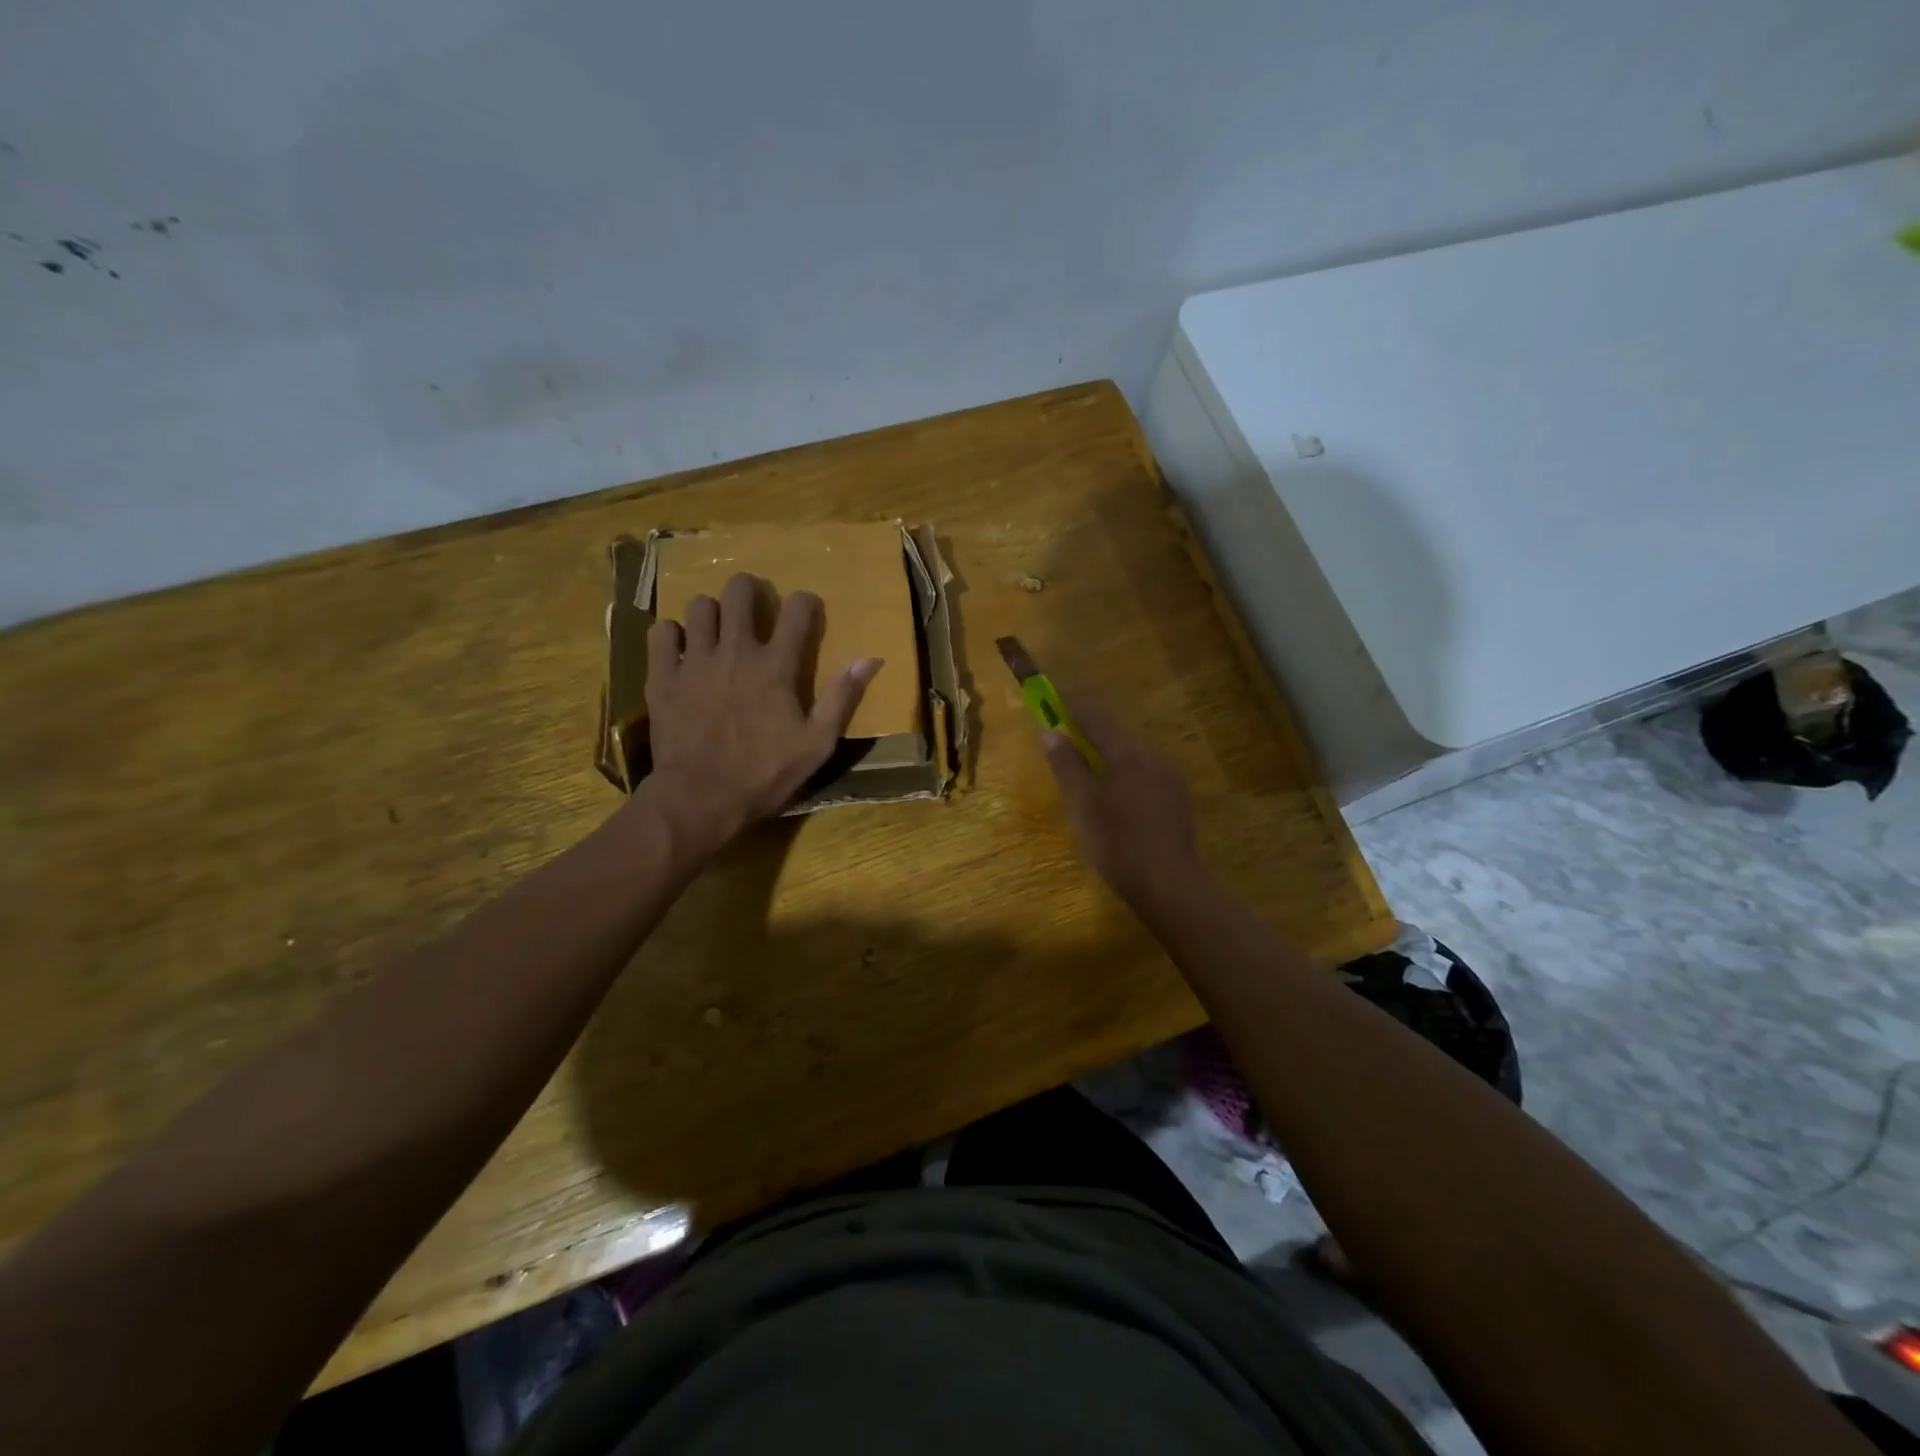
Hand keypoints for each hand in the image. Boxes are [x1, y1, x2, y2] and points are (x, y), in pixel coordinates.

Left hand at [642, 573, 881, 849]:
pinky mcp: (662, 676)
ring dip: (711, 613)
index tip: (805, 610)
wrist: (700, 798)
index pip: (797, 610)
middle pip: (740, 592)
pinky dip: (671, 635)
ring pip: (699, 606)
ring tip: (716, 632)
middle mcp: (735, 651)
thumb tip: (869, 658)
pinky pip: (661, 632)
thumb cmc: (765, 774)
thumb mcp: (817, 744)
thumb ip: (842, 697)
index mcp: (776, 666)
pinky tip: (680, 651)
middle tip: (753, 607)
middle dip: (750, 590)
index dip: (805, 603)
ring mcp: (694, 660)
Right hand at [1039, 696, 1204, 904]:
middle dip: (1090, 733)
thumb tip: (1050, 731)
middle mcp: (1152, 754)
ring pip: (1132, 755)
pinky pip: (1146, 773)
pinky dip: (1126, 775)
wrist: (1168, 883)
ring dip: (1109, 756)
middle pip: (1115, 734)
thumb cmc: (1116, 842)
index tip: (1053, 693)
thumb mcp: (1081, 804)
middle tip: (1066, 743)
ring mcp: (1170, 775)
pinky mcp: (1178, 796)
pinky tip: (1118, 800)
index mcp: (1126, 752)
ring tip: (1090, 777)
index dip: (1071, 702)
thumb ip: (1066, 764)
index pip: (1094, 714)